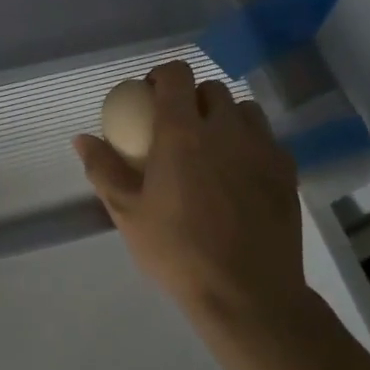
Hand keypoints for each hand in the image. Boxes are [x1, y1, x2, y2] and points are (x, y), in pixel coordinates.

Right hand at [74, 61, 308, 333]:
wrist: (248, 294)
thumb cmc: (178, 251)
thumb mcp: (128, 213)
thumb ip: (104, 170)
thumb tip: (82, 139)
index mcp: (183, 133)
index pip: (177, 75)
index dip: (162, 76)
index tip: (149, 96)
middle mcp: (226, 129)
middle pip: (212, 89)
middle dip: (192, 98)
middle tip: (177, 127)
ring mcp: (262, 149)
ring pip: (245, 111)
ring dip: (225, 118)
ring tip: (212, 147)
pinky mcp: (287, 172)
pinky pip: (267, 140)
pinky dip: (250, 144)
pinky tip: (239, 175)